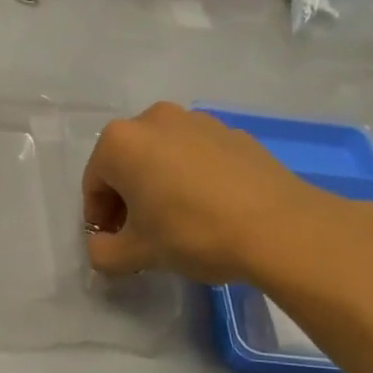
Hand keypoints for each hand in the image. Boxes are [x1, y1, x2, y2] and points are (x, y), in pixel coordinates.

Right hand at [82, 102, 339, 282]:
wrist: (279, 227)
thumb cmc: (193, 233)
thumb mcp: (138, 253)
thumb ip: (104, 253)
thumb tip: (101, 247)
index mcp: (121, 142)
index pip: (94, 184)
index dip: (98, 218)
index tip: (113, 244)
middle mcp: (154, 119)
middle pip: (126, 163)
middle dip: (127, 198)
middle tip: (141, 234)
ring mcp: (197, 121)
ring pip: (162, 156)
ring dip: (159, 184)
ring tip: (177, 221)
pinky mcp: (232, 133)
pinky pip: (196, 155)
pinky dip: (191, 177)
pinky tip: (210, 209)